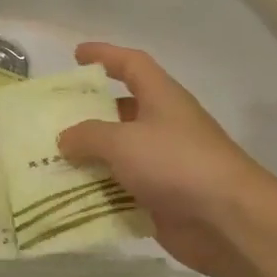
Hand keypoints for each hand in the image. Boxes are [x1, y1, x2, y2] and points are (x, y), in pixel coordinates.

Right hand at [57, 42, 276, 276]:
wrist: (227, 220)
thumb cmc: (176, 163)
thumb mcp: (122, 141)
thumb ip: (88, 136)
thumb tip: (65, 138)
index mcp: (161, 98)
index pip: (132, 64)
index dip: (105, 55)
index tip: (76, 55)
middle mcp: (162, 126)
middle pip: (120, 112)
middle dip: (87, 115)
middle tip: (51, 120)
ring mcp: (162, 164)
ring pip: (117, 155)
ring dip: (87, 159)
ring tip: (48, 162)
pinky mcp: (159, 198)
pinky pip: (120, 190)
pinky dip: (97, 193)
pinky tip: (66, 198)